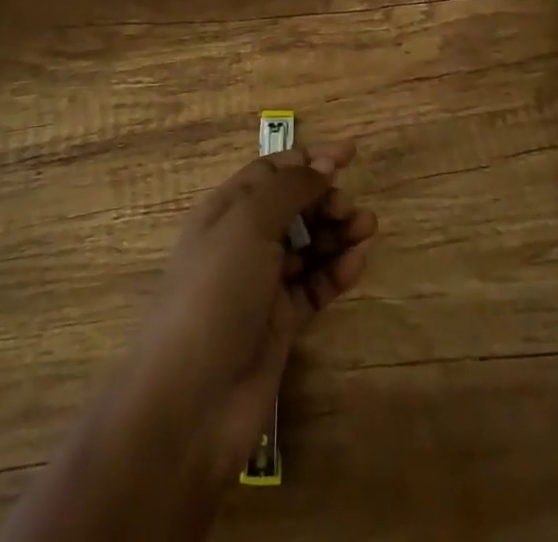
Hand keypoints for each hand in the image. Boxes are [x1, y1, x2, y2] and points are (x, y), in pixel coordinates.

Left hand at [123, 140, 377, 483]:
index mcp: (226, 210)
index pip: (271, 171)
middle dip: (325, 197)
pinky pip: (314, 286)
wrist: (189, 403)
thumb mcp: (248, 223)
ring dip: (337, 232)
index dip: (308, 158)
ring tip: (367, 227)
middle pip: (293, 206)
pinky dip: (336, 271)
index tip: (349, 154)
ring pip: (308, 245)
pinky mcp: (279, 325)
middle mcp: (243, 242)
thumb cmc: (215, 292)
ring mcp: (261, 285)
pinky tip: (358, 261)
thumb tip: (322, 165)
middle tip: (350, 206)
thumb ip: (289, 188)